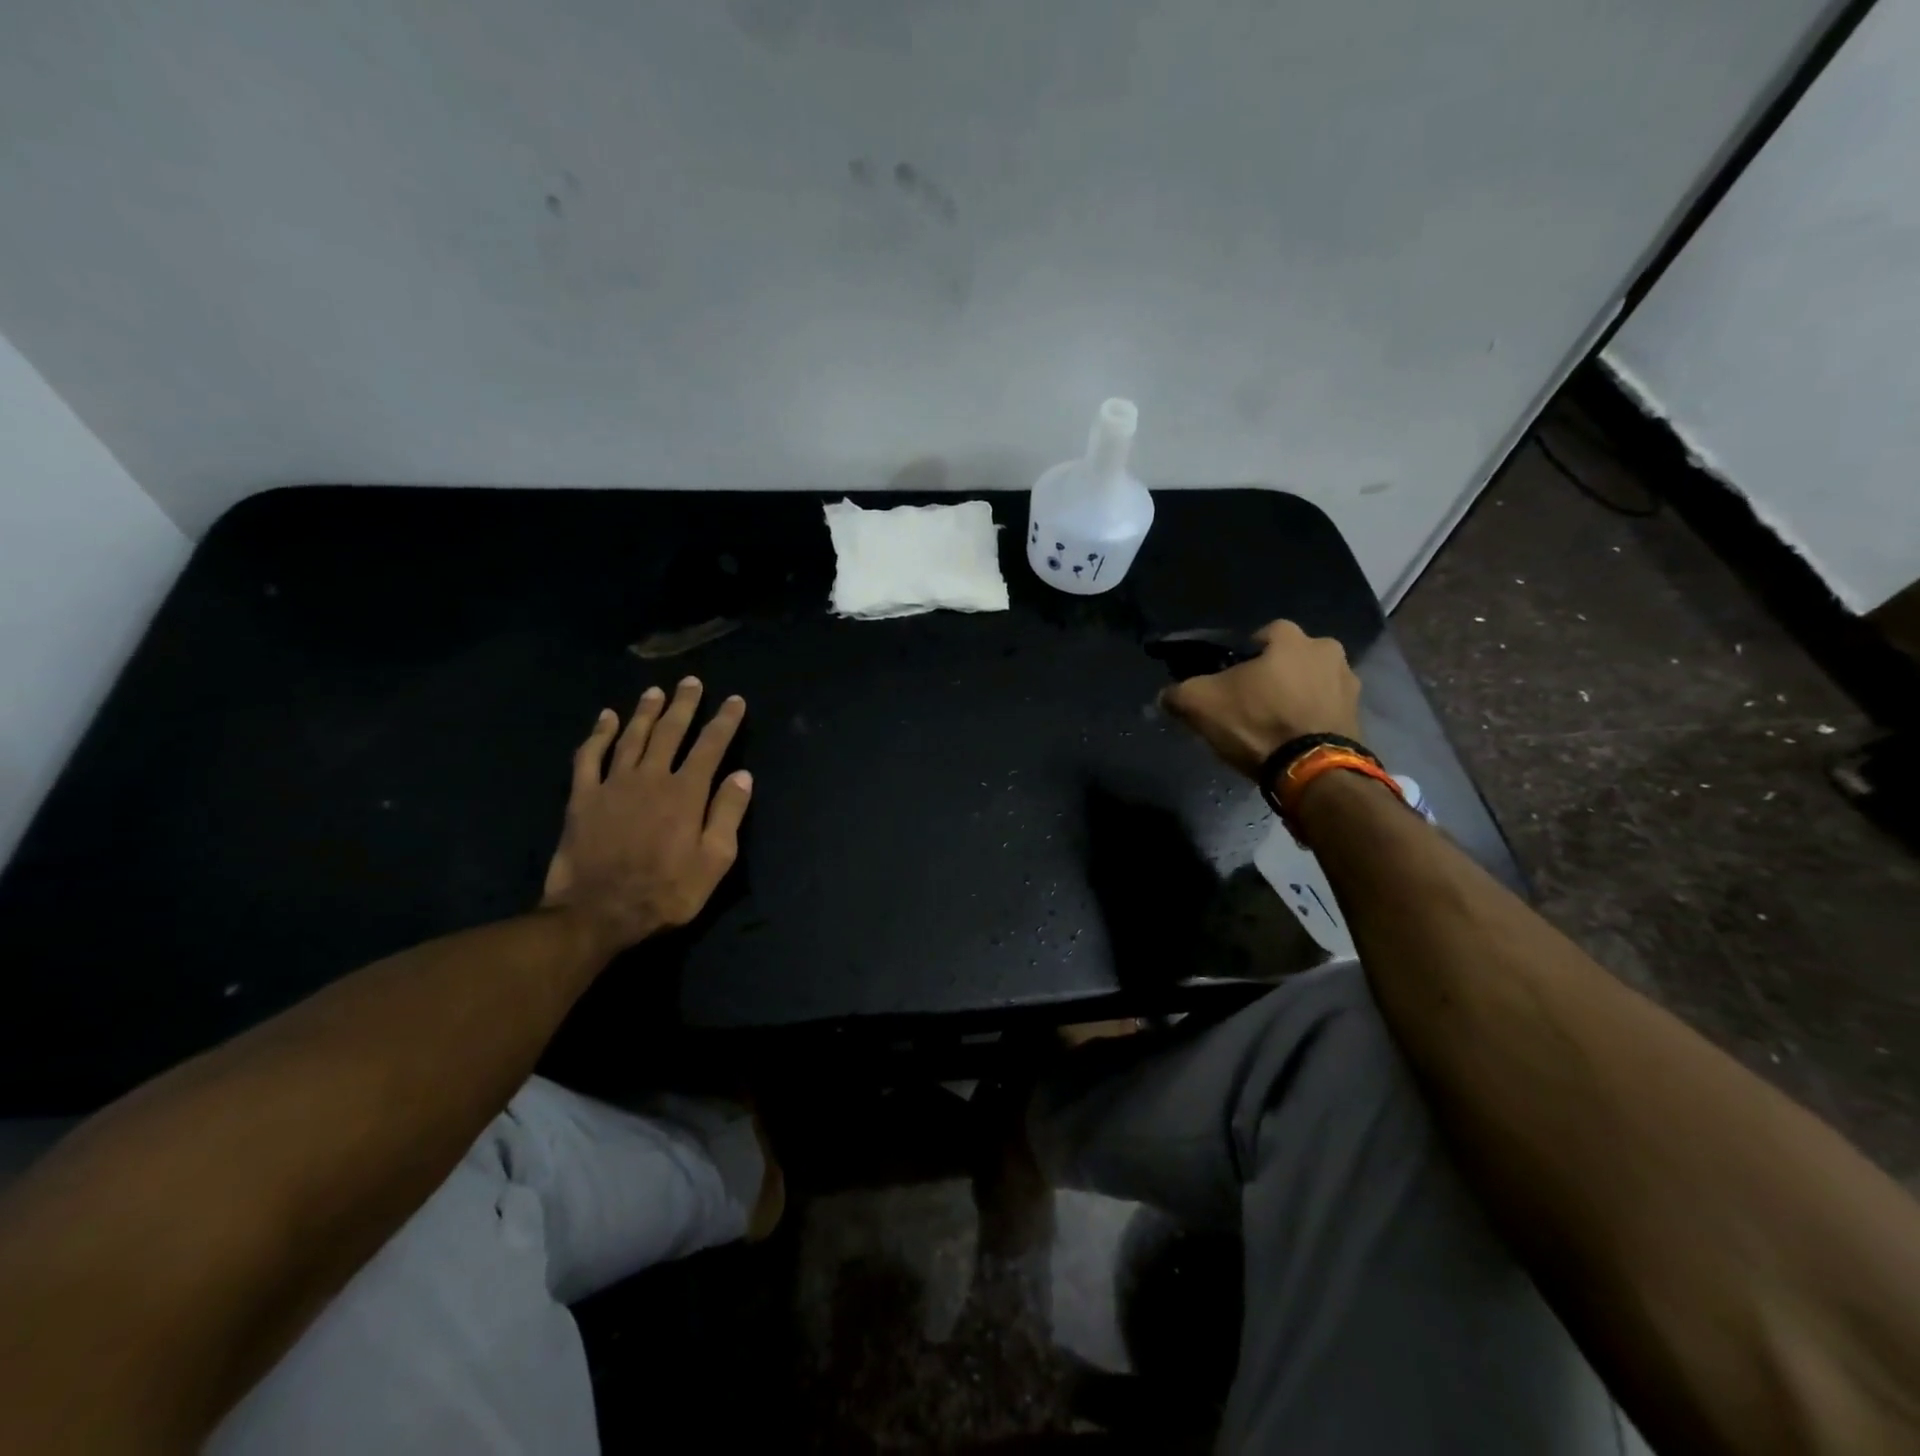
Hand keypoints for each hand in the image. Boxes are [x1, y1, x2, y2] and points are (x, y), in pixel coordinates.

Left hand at [541, 677, 752, 955]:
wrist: (598, 913)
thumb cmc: (666, 891)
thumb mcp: (714, 861)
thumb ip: (728, 814)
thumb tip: (742, 775)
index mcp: (686, 793)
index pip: (710, 746)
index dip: (725, 721)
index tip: (735, 701)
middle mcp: (651, 778)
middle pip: (670, 732)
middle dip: (684, 705)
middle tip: (691, 682)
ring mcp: (613, 784)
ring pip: (632, 737)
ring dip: (645, 711)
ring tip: (656, 691)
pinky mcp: (582, 797)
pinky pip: (589, 757)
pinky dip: (598, 734)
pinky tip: (605, 718)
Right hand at [1159, 620, 1361, 776]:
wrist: (1313, 770)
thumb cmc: (1257, 722)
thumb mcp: (1200, 704)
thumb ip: (1178, 693)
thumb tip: (1165, 695)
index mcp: (1292, 639)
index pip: (1262, 634)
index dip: (1242, 656)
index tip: (1230, 680)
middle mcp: (1328, 651)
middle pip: (1291, 658)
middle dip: (1274, 675)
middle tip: (1252, 703)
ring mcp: (1348, 685)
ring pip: (1311, 684)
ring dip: (1296, 697)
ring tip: (1273, 726)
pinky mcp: (1358, 718)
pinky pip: (1326, 711)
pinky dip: (1311, 720)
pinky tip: (1293, 741)